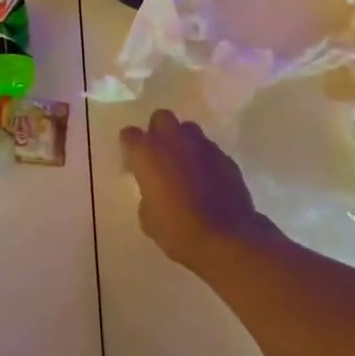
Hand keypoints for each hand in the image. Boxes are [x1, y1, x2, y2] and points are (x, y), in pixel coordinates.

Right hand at [120, 110, 271, 266]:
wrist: (225, 238)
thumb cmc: (177, 230)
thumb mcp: (148, 218)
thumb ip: (147, 194)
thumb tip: (154, 192)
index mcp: (147, 153)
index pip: (129, 134)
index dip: (130, 146)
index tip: (132, 162)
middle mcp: (173, 141)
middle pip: (161, 117)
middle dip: (158, 130)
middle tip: (159, 154)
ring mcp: (202, 146)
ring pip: (188, 129)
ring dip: (183, 141)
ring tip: (185, 164)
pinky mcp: (225, 157)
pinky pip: (209, 149)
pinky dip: (204, 159)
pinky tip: (206, 179)